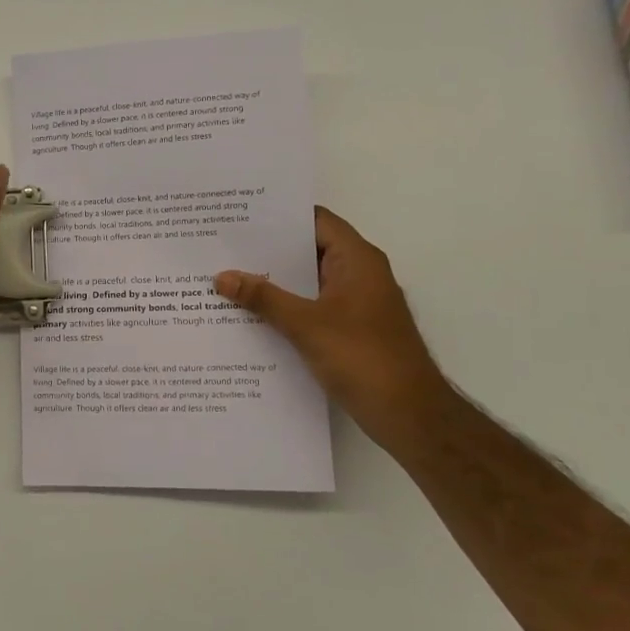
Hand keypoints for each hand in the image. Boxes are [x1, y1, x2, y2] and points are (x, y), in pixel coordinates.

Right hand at [214, 207, 449, 438]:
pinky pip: (310, 308)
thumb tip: (221, 276)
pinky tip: (250, 316)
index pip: (315, 220)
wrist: (408, 415)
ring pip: (307, 282)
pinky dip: (284, 308)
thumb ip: (263, 298)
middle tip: (222, 247)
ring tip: (226, 278)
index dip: (279, 215)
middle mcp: (358, 274)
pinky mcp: (350, 330)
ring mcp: (355, 304)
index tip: (239, 215)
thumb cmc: (363, 358)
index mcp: (357, 260)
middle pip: (308, 250)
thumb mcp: (306, 325)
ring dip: (273, 282)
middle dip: (267, 250)